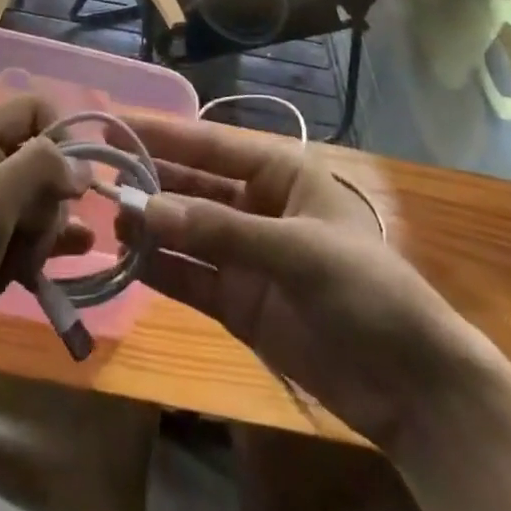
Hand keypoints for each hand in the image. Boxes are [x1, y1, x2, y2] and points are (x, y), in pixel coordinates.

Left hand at [0, 96, 88, 423]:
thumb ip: (33, 171)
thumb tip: (81, 164)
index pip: (32, 109)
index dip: (61, 139)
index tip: (72, 185)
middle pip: (42, 156)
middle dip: (50, 196)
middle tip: (31, 237)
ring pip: (43, 197)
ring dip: (51, 226)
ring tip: (37, 260)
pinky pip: (36, 231)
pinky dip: (54, 242)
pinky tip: (76, 255)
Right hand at [118, 115, 496, 452]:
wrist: (413, 385)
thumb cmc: (367, 289)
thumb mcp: (298, 249)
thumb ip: (220, 231)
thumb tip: (145, 210)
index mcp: (280, 173)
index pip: (211, 145)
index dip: (163, 134)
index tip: (115, 125)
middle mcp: (257, 205)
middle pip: (193, 185)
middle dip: (150, 180)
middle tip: (97, 174)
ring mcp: (245, 255)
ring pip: (186, 229)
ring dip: (150, 224)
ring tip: (106, 217)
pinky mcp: (239, 302)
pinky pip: (191, 276)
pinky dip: (161, 267)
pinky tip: (127, 259)